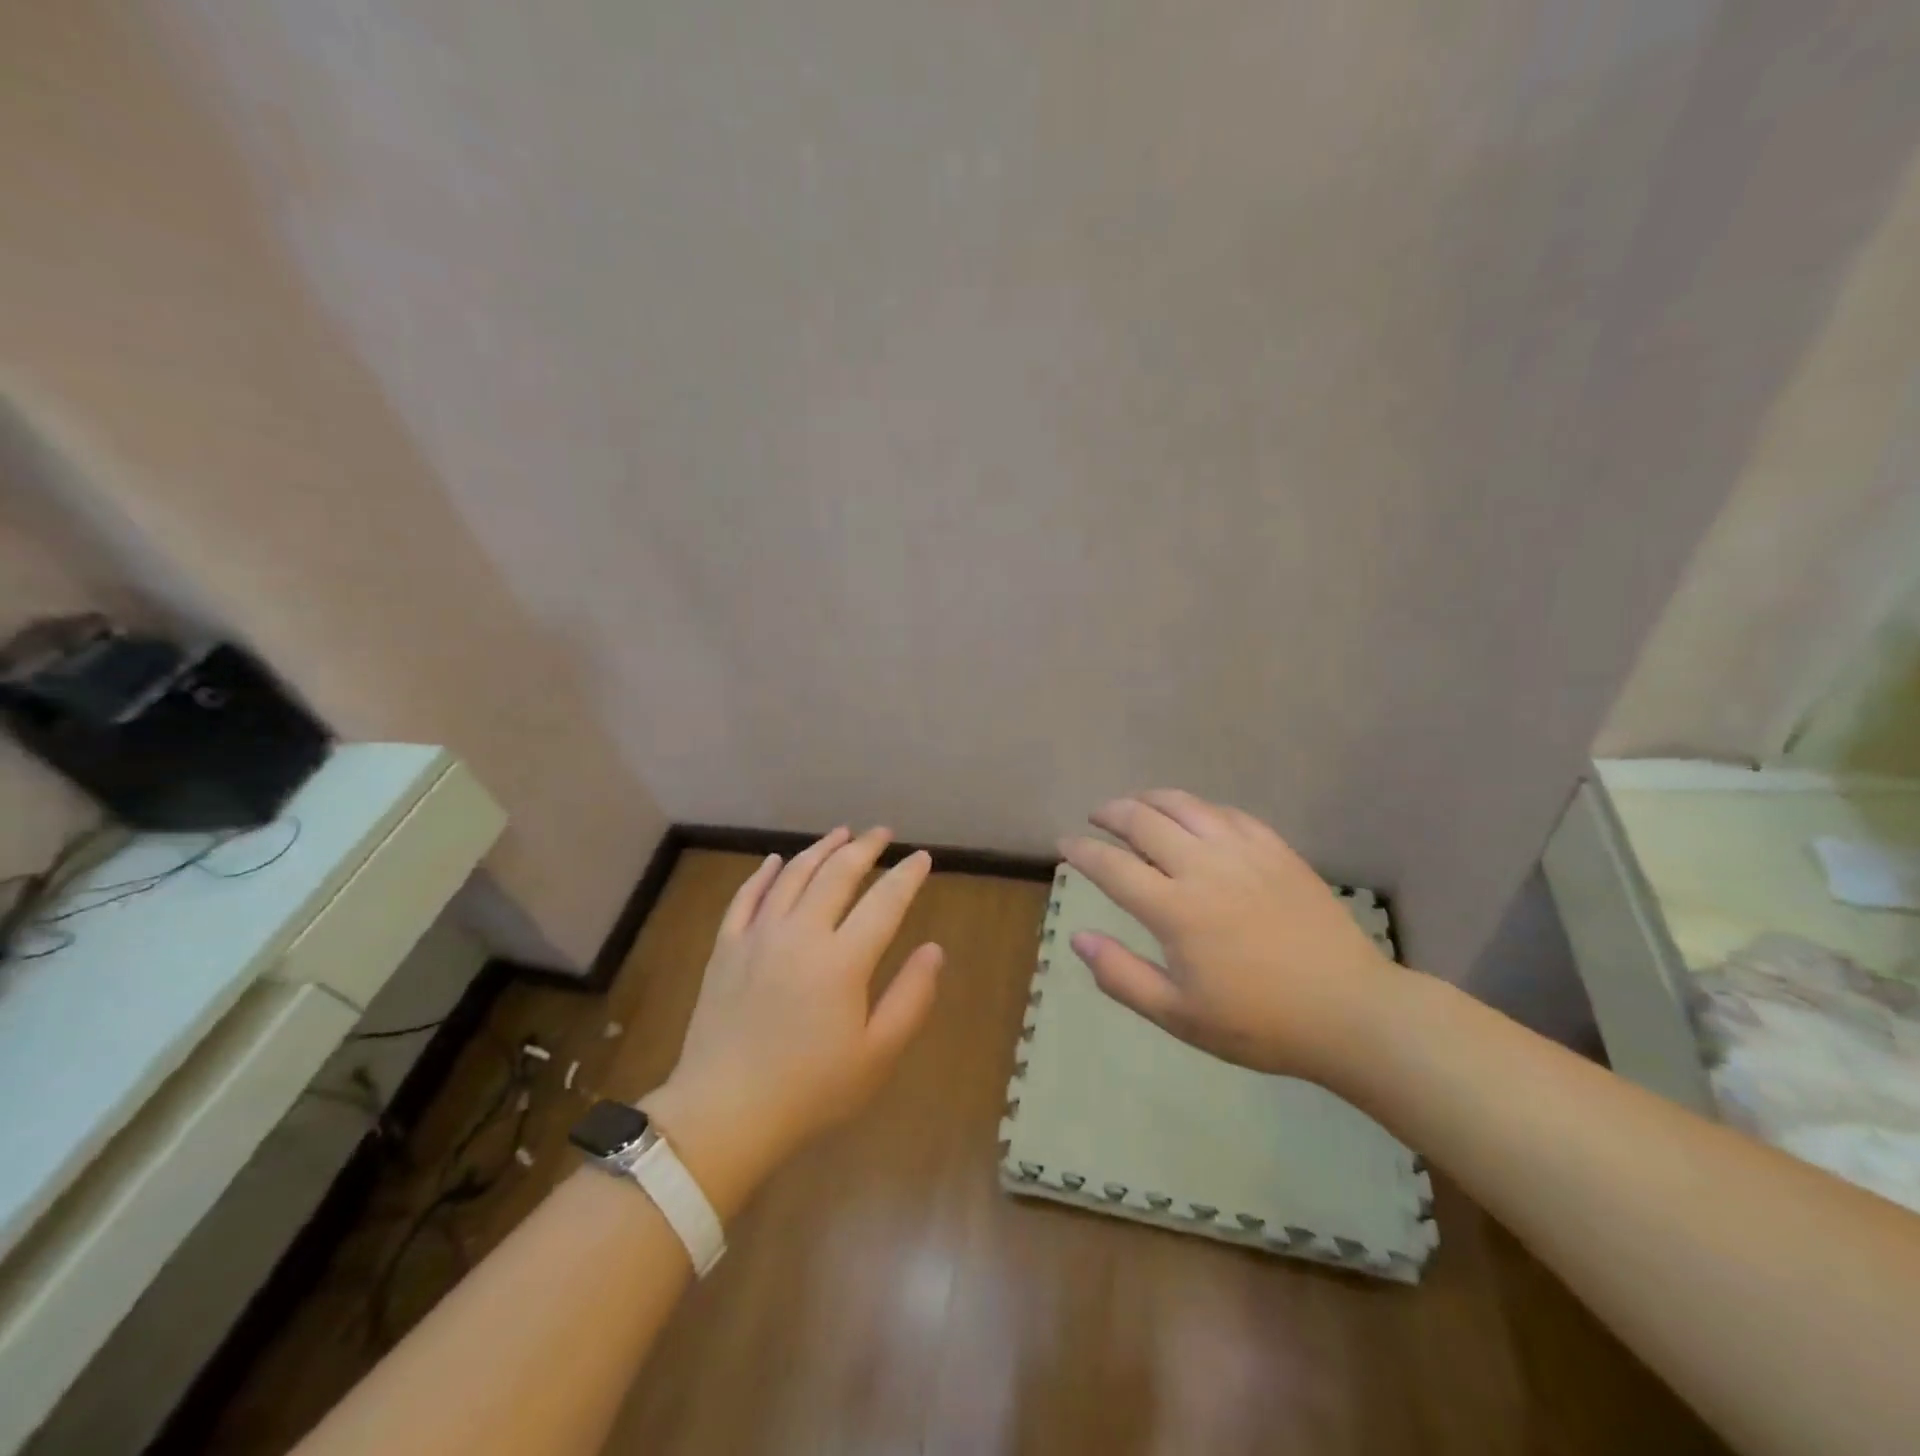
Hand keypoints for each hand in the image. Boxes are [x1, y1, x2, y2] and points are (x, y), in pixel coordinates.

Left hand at [641, 828, 942, 1213]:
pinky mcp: (726, 947)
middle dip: (865, 848)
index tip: (922, 858)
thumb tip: (934, 950)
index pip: (884, 902)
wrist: (724, 1114)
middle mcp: (801, 934)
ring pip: (793, 875)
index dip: (907, 876)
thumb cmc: (810, 1090)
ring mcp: (758, 936)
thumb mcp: (877, 1055)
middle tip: (882, 833)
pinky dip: (764, 873)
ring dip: (820, 849)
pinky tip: (775, 860)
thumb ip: (911, 998)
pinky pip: (746, 896)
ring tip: (840, 834)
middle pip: (837, 874)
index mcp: (842, 960)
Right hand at [1060, 790, 1400, 1084]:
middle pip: (1144, 821)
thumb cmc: (1259, 1022)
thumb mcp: (1179, 1016)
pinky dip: (1198, 808)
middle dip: (1111, 813)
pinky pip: (1227, 813)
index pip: (1112, 866)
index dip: (1081, 851)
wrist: (1349, 1011)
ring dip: (1150, 799)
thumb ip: (1121, 976)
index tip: (1064, 843)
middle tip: (1095, 817)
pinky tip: (1193, 817)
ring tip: (1135, 805)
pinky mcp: (1276, 850)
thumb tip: (1078, 938)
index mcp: (1175, 909)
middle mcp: (1204, 867)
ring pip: (1185, 805)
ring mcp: (1243, 852)